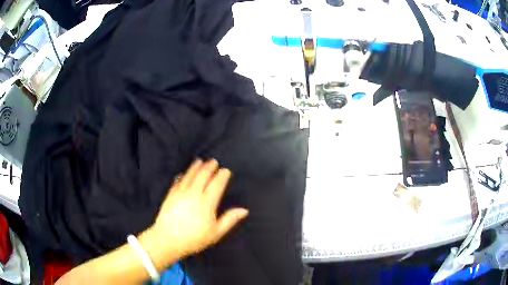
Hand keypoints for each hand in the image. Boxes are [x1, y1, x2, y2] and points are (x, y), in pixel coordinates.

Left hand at [139, 159, 247, 267]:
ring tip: (200, 161)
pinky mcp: (170, 195)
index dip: (222, 176)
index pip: (216, 184)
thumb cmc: (194, 238)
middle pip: (203, 176)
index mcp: (207, 202)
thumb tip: (244, 210)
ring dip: (195, 167)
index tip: (226, 170)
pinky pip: (177, 181)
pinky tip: (183, 174)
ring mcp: (180, 193)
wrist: (168, 239)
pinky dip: (182, 176)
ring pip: (189, 176)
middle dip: (209, 167)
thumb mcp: (216, 233)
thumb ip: (230, 220)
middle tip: (213, 161)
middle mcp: (194, 194)